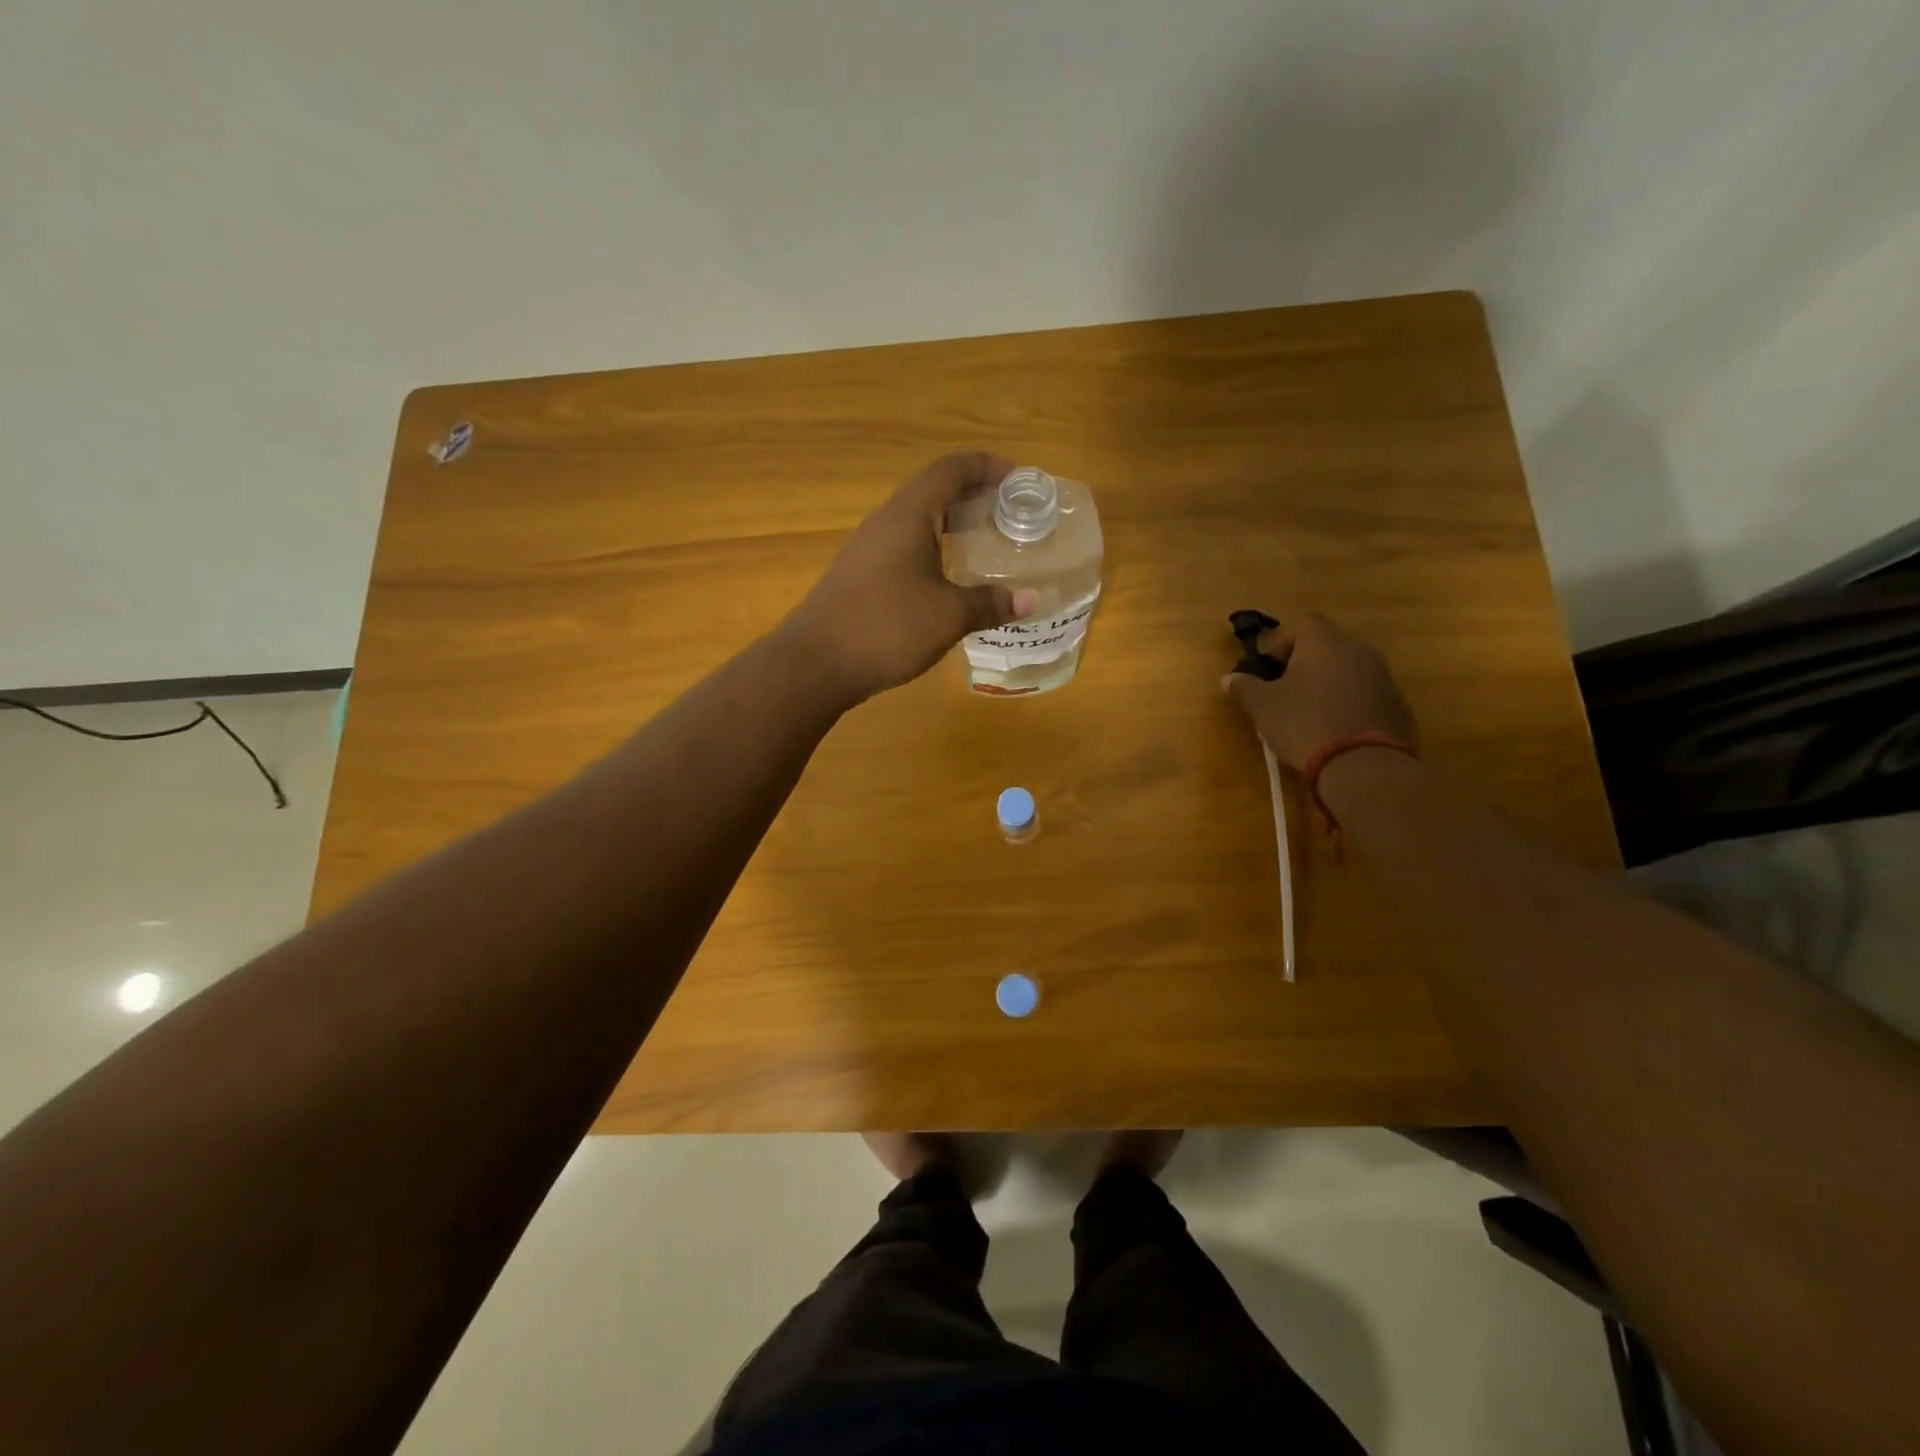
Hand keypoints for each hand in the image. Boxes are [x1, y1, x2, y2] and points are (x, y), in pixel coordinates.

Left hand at [782, 453, 1039, 703]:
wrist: (815, 664)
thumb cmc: (886, 627)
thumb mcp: (948, 616)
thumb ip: (990, 603)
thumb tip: (1030, 599)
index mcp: (908, 516)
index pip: (950, 470)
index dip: (985, 466)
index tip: (1017, 478)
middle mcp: (885, 523)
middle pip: (933, 492)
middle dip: (973, 496)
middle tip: (1010, 514)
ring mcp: (867, 550)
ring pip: (917, 523)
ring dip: (952, 526)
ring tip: (986, 544)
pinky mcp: (860, 577)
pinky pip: (904, 549)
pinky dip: (933, 551)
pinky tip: (948, 579)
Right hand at [1224, 613, 1418, 771]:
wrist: (1364, 765)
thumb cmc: (1304, 724)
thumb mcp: (1263, 707)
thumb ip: (1245, 686)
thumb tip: (1229, 678)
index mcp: (1325, 642)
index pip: (1301, 623)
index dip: (1279, 642)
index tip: (1265, 669)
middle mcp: (1358, 649)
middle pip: (1326, 644)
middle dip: (1302, 663)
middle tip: (1282, 690)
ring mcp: (1383, 676)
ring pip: (1346, 668)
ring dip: (1325, 683)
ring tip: (1306, 712)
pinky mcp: (1396, 703)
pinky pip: (1364, 692)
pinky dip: (1346, 702)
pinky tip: (1333, 729)